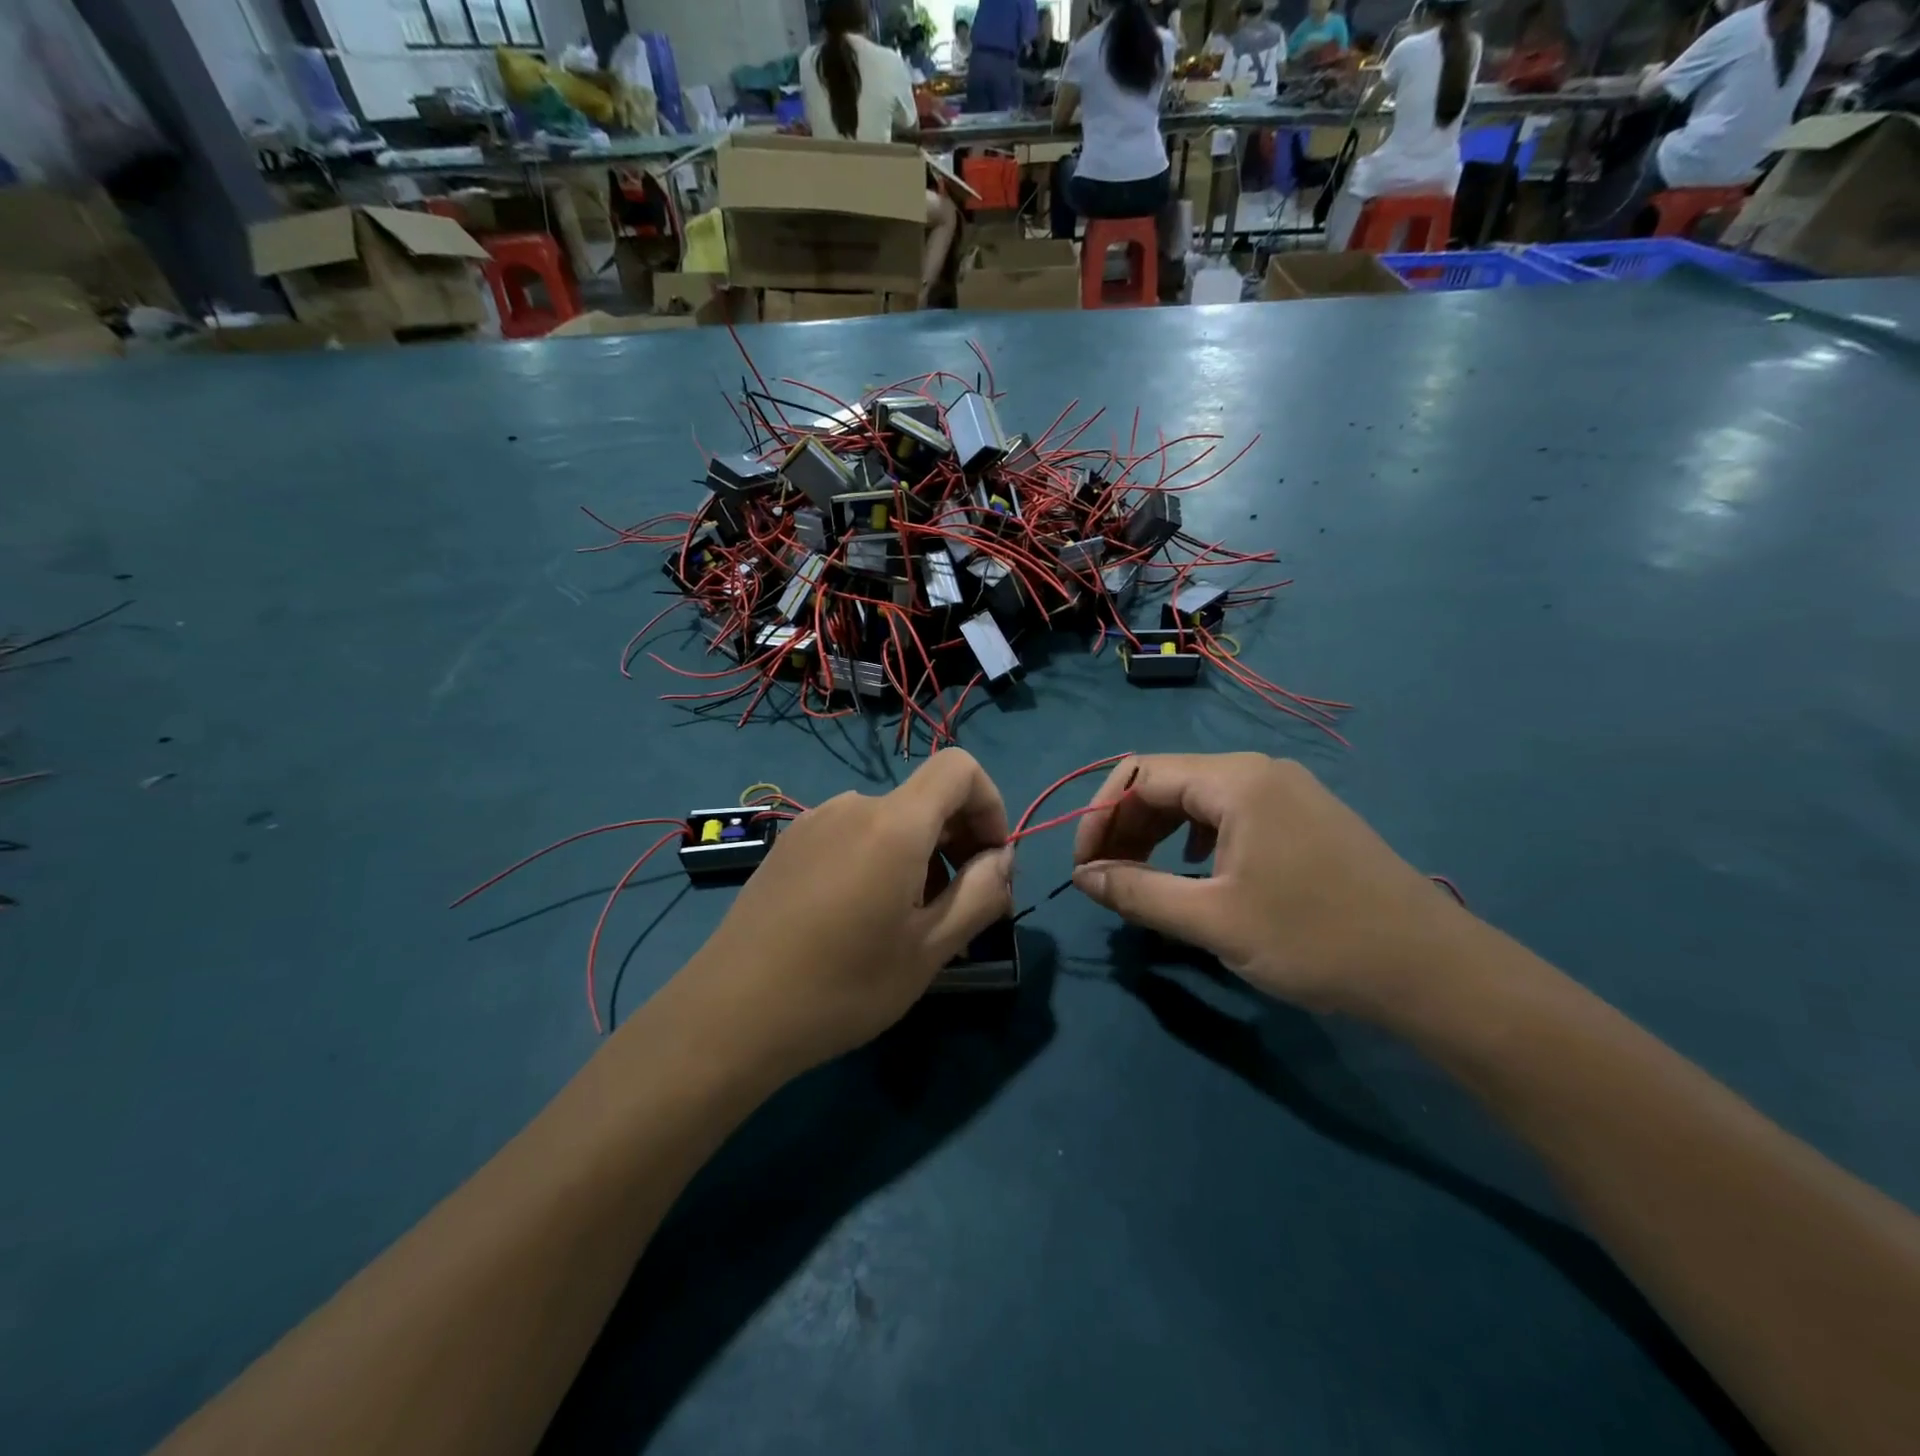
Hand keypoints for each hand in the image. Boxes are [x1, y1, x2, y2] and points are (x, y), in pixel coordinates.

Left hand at [673, 750, 1012, 1078]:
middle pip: (925, 797)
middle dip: (959, 840)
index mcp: (893, 823)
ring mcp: (813, 823)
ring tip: (909, 924)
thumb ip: (982, 894)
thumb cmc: (841, 986)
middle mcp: (852, 806)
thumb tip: (1002, 859)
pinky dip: (880, 860)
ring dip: (919, 856)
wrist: (729, 1016)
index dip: (990, 805)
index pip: (960, 767)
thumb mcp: (929, 950)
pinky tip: (861, 919)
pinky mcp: (788, 846)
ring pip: (890, 821)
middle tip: (960, 908)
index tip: (991, 862)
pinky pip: (853, 835)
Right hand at [1071, 754, 1469, 1016]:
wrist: (1431, 969)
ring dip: (1157, 833)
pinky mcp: (1303, 816)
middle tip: (1108, 878)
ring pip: (1197, 798)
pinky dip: (1194, 837)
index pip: (1139, 775)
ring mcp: (1286, 791)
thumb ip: (1138, 894)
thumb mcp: (1213, 920)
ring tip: (1142, 877)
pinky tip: (1196, 869)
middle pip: (1166, 781)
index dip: (1099, 817)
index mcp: (1235, 780)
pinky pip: (1229, 812)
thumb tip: (1084, 878)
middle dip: (1125, 826)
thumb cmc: (1314, 938)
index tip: (1084, 869)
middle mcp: (1258, 770)